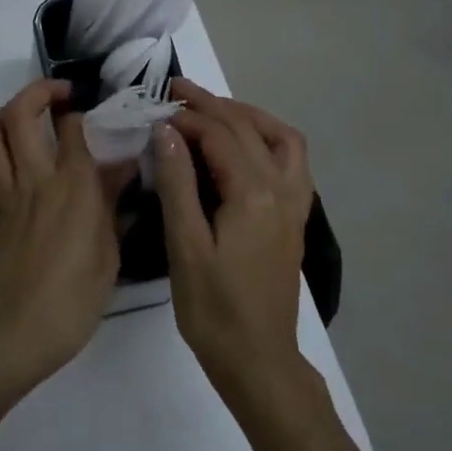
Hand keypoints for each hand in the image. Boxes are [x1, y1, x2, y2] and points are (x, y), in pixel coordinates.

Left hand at [0, 79, 122, 391]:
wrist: (17, 334)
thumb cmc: (75, 298)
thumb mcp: (110, 251)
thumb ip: (113, 203)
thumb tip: (123, 167)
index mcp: (72, 186)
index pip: (71, 126)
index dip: (81, 111)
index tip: (94, 113)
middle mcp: (35, 180)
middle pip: (19, 116)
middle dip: (36, 92)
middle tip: (57, 95)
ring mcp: (5, 198)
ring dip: (4, 117)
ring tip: (25, 118)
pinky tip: (7, 170)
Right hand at [155, 80, 315, 409]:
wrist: (259, 360)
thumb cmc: (213, 309)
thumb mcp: (185, 246)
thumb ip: (178, 183)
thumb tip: (166, 132)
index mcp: (253, 194)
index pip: (219, 135)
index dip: (185, 118)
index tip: (155, 111)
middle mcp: (282, 188)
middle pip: (247, 128)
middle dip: (211, 104)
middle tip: (176, 90)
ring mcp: (296, 202)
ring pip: (280, 137)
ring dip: (247, 115)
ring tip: (213, 109)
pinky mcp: (296, 217)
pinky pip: (292, 159)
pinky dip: (270, 138)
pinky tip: (246, 144)